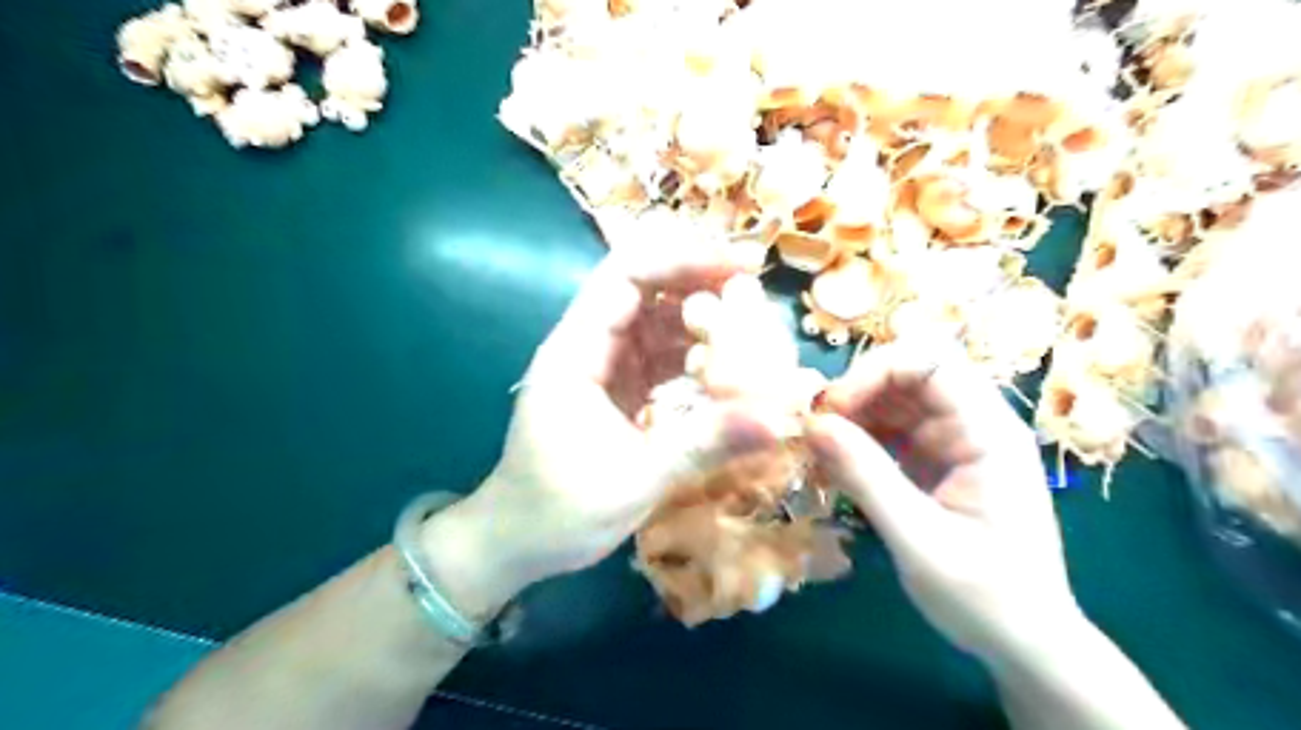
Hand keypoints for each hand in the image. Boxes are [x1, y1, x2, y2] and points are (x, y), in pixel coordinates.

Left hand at [422, 243, 774, 614]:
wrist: (516, 543)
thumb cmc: (558, 511)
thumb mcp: (635, 479)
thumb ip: (704, 444)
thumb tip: (778, 420)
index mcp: (576, 351)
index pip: (627, 276)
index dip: (683, 260)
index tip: (741, 266)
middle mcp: (590, 347)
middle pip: (647, 291)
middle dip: (702, 286)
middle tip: (758, 298)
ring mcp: (605, 368)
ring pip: (659, 324)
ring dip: (704, 324)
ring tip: (754, 333)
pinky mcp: (620, 391)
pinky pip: (663, 358)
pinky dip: (697, 358)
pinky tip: (730, 370)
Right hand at [811, 340, 1084, 663]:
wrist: (1025, 644)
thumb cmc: (986, 596)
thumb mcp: (919, 539)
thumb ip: (867, 477)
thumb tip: (813, 424)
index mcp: (988, 432)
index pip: (930, 363)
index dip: (875, 373)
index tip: (831, 410)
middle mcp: (974, 425)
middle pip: (909, 375)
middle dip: (857, 393)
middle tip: (816, 430)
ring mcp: (955, 443)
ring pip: (895, 401)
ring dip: (853, 417)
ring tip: (818, 450)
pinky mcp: (938, 463)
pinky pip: (892, 432)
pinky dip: (859, 441)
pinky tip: (835, 465)